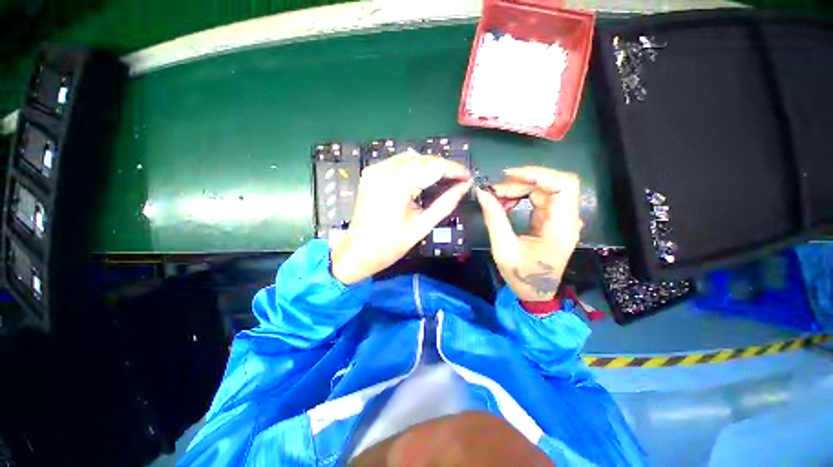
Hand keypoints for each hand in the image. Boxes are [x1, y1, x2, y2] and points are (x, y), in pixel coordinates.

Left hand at [331, 151, 471, 283]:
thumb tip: (464, 187)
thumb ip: (445, 204)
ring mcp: (375, 169)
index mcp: (396, 186)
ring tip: (444, 179)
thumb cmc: (390, 245)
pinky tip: (423, 177)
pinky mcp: (371, 172)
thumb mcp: (421, 226)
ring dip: (430, 165)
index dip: (454, 170)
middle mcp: (384, 171)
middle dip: (443, 167)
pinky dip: (415, 166)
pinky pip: (398, 161)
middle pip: (423, 159)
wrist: (358, 251)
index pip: (433, 167)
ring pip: (411, 157)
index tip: (468, 177)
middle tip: (458, 180)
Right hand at [475, 167, 581, 301]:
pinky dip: (520, 196)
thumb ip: (494, 218)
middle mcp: (566, 219)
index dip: (539, 174)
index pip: (564, 186)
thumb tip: (482, 193)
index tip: (509, 175)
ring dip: (518, 189)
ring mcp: (560, 218)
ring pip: (543, 189)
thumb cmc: (521, 275)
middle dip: (521, 183)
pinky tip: (505, 203)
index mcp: (561, 227)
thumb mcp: (503, 248)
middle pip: (551, 184)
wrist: (534, 292)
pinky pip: (538, 198)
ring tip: (496, 198)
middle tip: (494, 191)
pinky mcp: (551, 220)